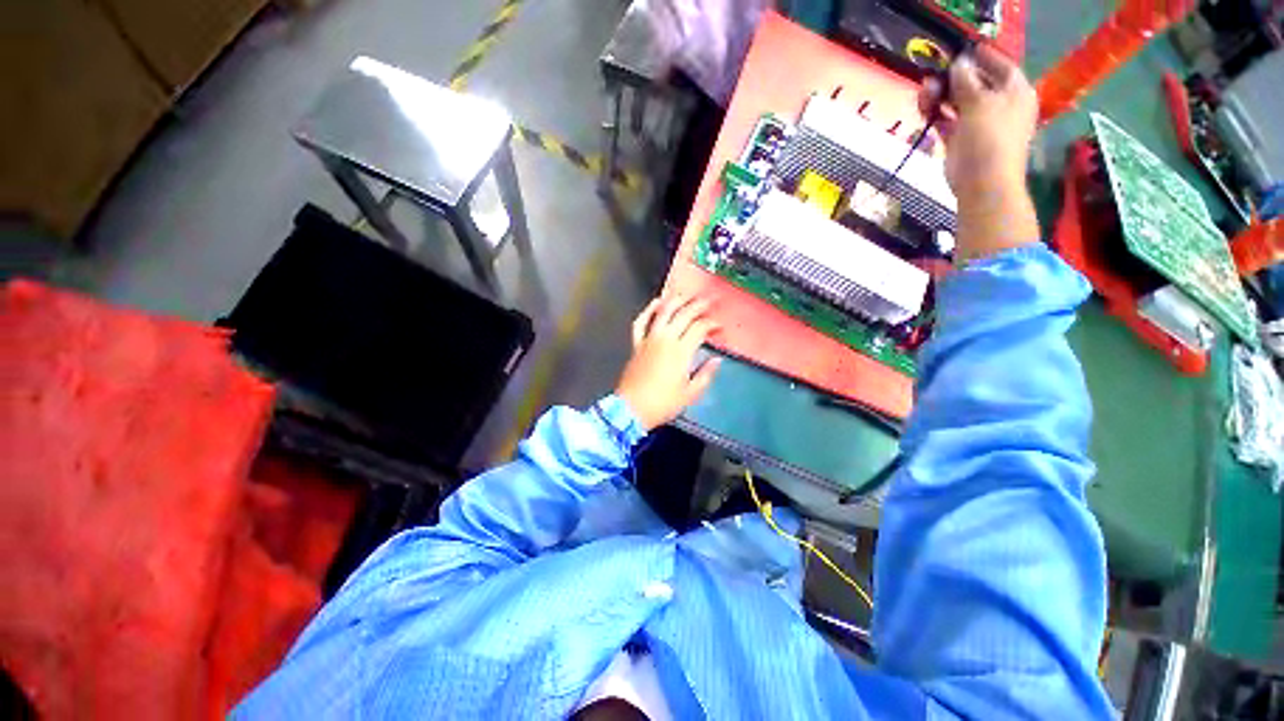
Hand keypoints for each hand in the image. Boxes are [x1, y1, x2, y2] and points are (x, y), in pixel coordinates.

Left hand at [615, 294, 721, 430]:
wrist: (631, 409)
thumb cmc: (663, 403)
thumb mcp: (690, 393)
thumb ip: (705, 374)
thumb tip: (717, 360)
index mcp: (681, 351)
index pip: (700, 328)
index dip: (712, 324)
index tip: (720, 328)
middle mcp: (665, 339)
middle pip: (684, 314)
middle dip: (699, 305)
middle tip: (710, 300)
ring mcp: (648, 339)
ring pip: (663, 312)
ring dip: (676, 300)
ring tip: (686, 294)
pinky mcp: (636, 343)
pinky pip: (641, 321)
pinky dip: (648, 310)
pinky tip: (657, 302)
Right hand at [920, 44, 1037, 201]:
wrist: (982, 183)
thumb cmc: (989, 138)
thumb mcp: (980, 102)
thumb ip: (966, 80)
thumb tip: (958, 63)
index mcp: (1014, 91)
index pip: (999, 64)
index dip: (979, 57)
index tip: (958, 51)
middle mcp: (999, 104)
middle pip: (974, 83)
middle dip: (952, 78)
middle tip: (932, 76)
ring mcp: (978, 123)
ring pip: (956, 101)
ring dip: (939, 96)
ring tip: (924, 94)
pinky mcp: (960, 140)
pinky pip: (946, 120)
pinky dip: (935, 114)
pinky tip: (924, 109)